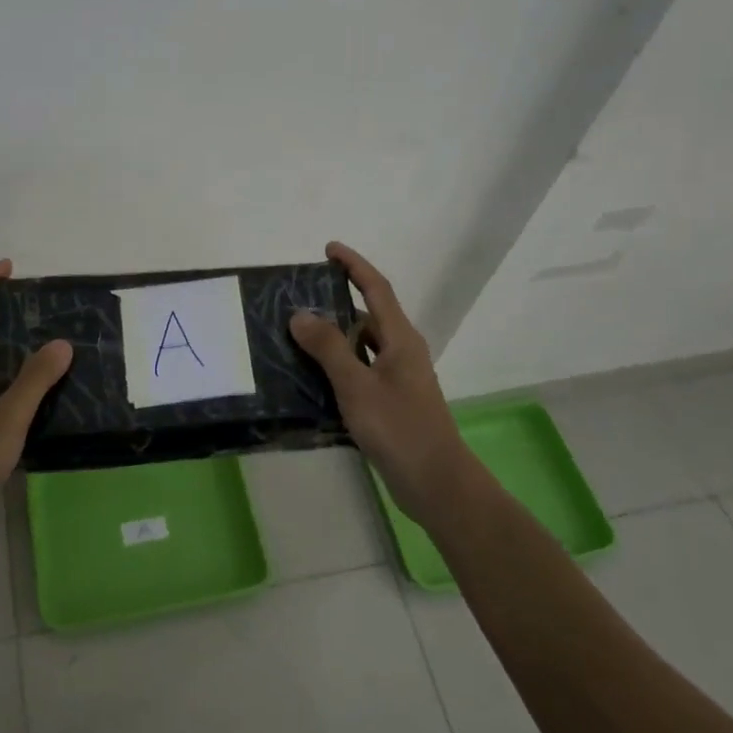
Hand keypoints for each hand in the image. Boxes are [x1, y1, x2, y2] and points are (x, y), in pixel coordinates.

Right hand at [289, 242, 468, 523]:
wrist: (435, 483)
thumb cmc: (399, 428)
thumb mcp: (357, 385)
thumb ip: (328, 348)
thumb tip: (300, 313)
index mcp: (400, 339)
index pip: (377, 288)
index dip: (354, 265)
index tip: (329, 249)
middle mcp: (402, 352)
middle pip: (368, 316)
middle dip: (336, 304)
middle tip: (298, 301)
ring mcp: (398, 379)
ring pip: (362, 346)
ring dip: (334, 338)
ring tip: (296, 336)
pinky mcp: (391, 402)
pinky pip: (360, 372)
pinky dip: (338, 367)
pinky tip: (312, 378)